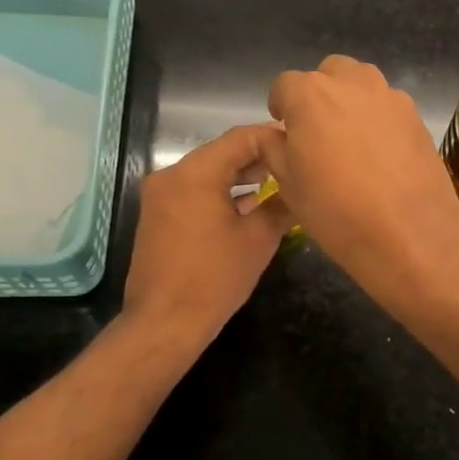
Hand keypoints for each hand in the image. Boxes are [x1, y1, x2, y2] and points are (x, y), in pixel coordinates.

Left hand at [124, 125, 290, 348]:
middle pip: (222, 152)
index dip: (273, 138)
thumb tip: (301, 190)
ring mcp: (160, 195)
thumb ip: (281, 205)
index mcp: (195, 173)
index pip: (240, 138)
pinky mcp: (157, 216)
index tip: (300, 146)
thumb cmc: (215, 277)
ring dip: (240, 177)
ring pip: (208, 172)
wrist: (165, 322)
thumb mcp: (258, 239)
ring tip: (277, 186)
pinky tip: (247, 206)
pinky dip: (220, 193)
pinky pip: (194, 191)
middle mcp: (171, 175)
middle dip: (259, 158)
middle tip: (294, 167)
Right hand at [262, 55, 458, 297]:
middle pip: (327, 75)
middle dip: (318, 97)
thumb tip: (274, 134)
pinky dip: (379, 119)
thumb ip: (274, 148)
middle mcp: (351, 82)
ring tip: (351, 142)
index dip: (281, 108)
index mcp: (310, 95)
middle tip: (318, 134)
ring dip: (350, 102)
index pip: (284, 86)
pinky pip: (388, 106)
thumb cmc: (337, 211)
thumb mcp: (288, 184)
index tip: (285, 132)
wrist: (409, 233)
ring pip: (361, 84)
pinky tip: (381, 154)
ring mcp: (389, 96)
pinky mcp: (416, 115)